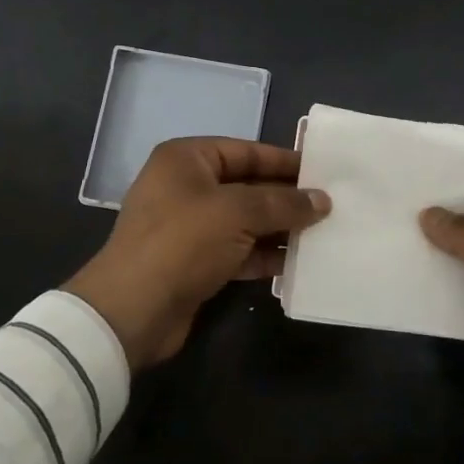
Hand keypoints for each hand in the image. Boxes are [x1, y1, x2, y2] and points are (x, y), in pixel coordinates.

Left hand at [68, 137, 329, 370]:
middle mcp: (186, 187)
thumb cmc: (183, 242)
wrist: (132, 311)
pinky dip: (265, 255)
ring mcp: (190, 227)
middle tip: (330, 205)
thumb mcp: (238, 212)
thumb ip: (283, 203)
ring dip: (280, 229)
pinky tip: (298, 263)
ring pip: (246, 221)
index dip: (284, 161)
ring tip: (323, 234)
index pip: (246, 151)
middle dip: (287, 198)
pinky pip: (238, 250)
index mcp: (187, 160)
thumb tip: (322, 200)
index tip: (322, 171)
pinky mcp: (195, 262)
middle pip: (248, 186)